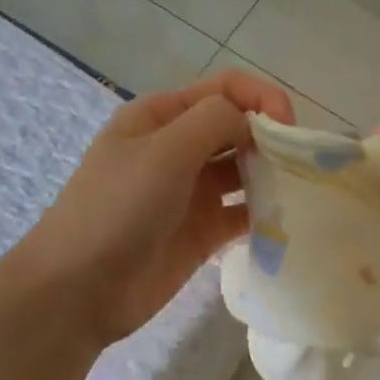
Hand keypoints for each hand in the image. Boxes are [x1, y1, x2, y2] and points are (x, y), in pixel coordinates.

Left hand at [25, 70, 292, 345]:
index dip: (263, 99)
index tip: (290, 128)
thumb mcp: (164, 150)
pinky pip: (245, 213)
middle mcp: (180, 148)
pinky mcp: (204, 231)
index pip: (226, 89)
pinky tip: (284, 222)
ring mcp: (193, 191)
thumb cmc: (117, 209)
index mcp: (162, 116)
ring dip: (273, 176)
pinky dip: (266, 214)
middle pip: (240, 128)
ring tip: (298, 193)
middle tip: (299, 166)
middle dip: (273, 138)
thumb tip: (256, 122)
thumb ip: (215, 121)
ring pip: (246, 171)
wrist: (79, 290)